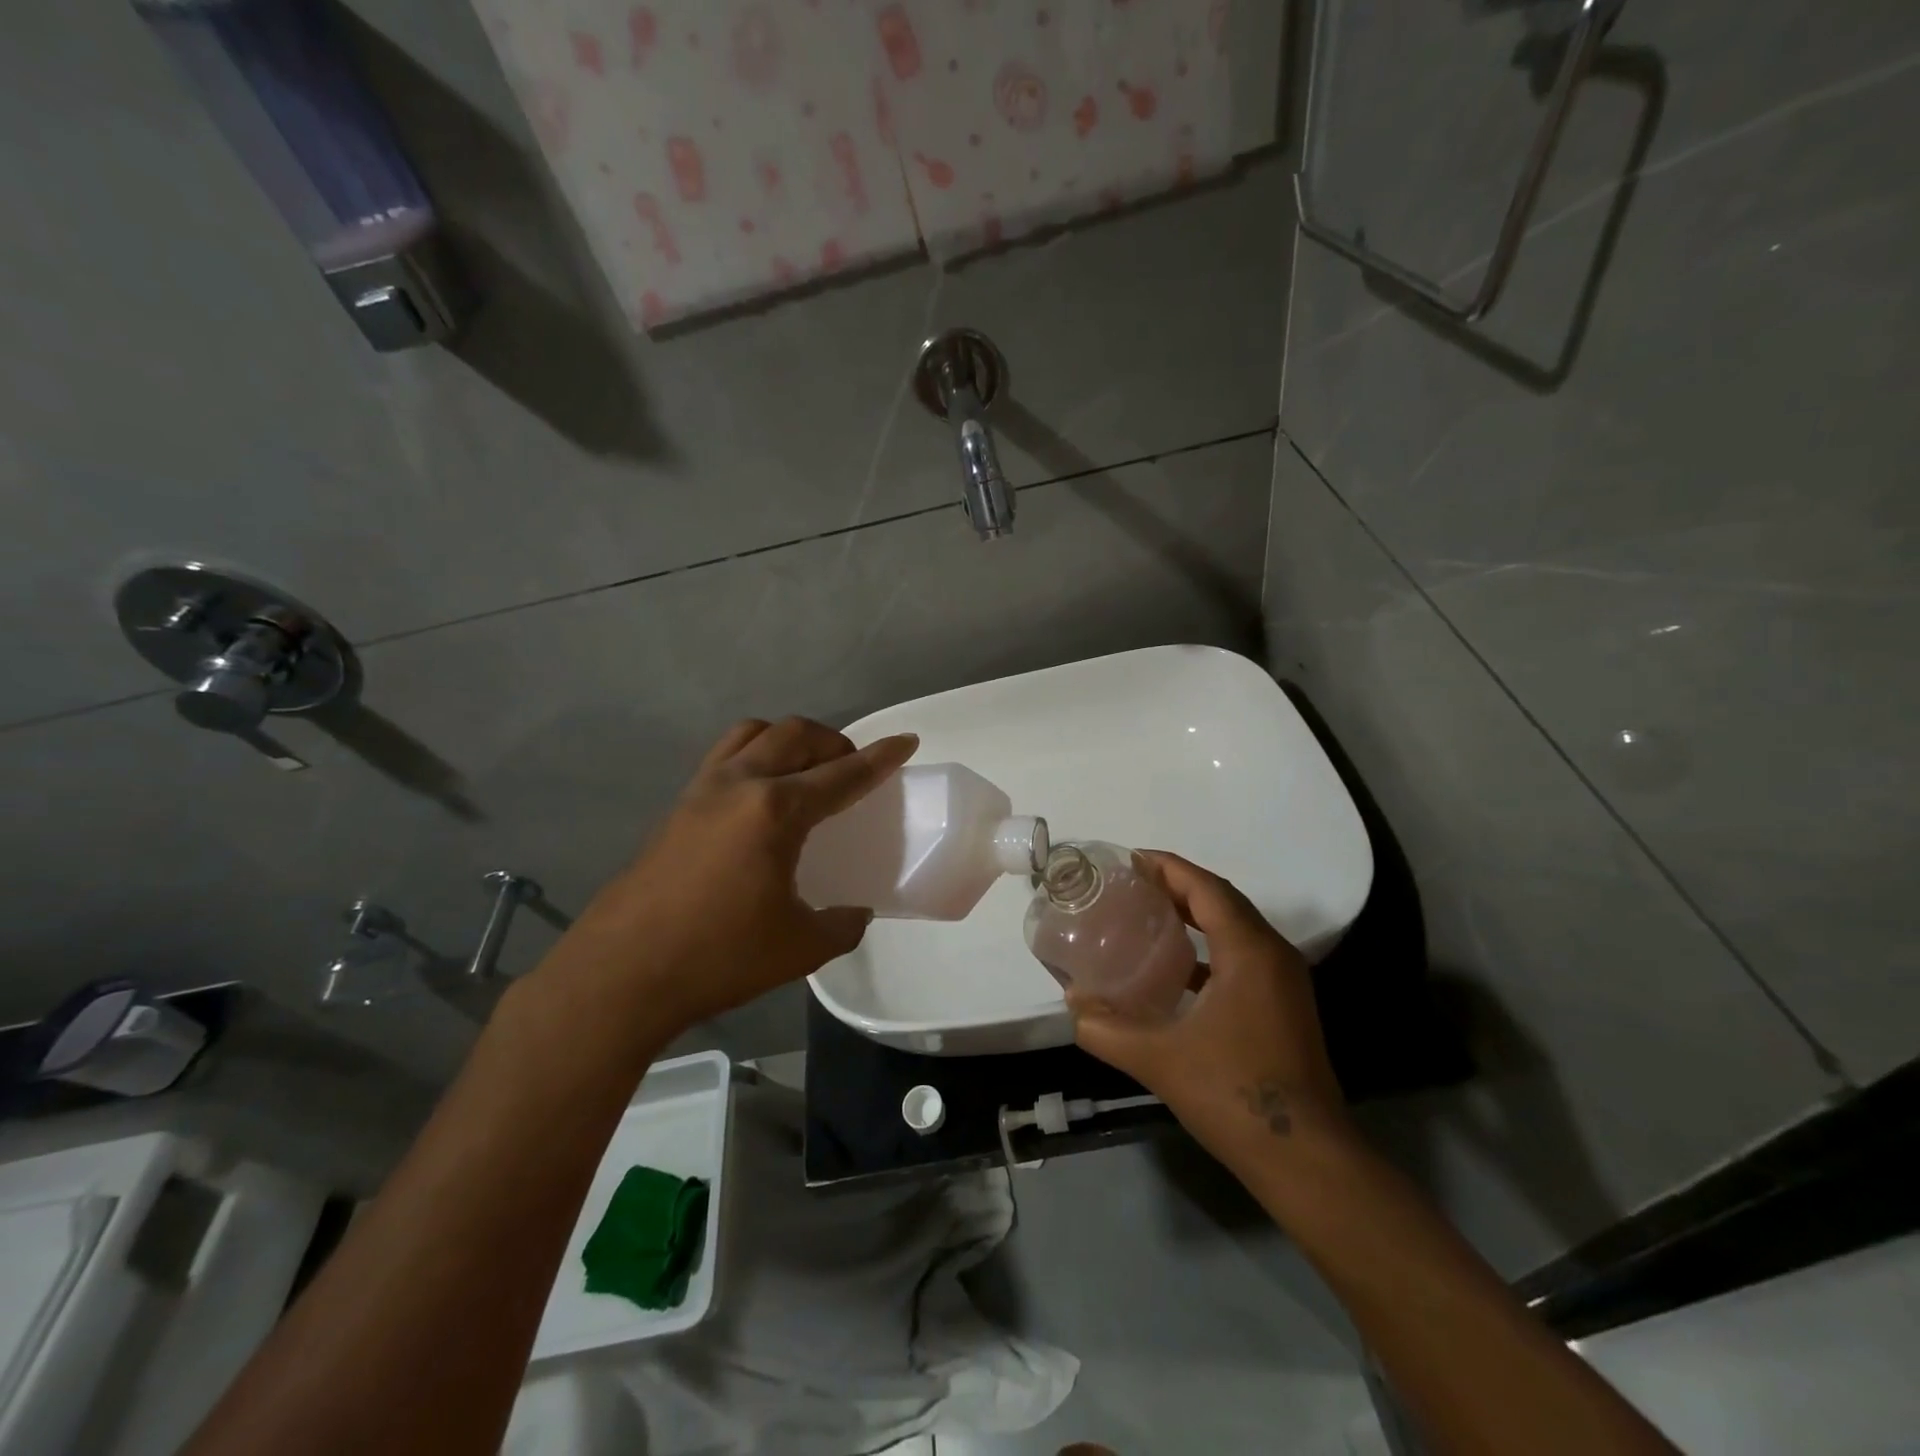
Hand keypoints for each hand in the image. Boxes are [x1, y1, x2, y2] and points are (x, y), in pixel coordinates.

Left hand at [548, 717, 916, 1032]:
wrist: (622, 973)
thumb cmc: (720, 957)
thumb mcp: (800, 947)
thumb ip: (842, 924)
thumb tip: (855, 912)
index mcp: (776, 811)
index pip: (842, 774)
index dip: (880, 758)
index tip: (904, 740)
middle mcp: (740, 784)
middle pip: (795, 735)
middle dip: (833, 741)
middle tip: (851, 767)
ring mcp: (702, 790)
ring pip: (753, 734)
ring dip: (788, 740)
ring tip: (804, 771)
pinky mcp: (677, 806)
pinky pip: (724, 757)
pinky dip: (754, 757)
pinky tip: (759, 799)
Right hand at [1068, 851, 1347, 1146]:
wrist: (1305, 1157)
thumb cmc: (1233, 1095)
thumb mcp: (1158, 1059)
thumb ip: (1106, 1028)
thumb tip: (1072, 1003)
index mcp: (1249, 952)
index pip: (1206, 888)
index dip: (1168, 867)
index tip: (1129, 860)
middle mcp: (1273, 955)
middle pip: (1223, 900)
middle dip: (1178, 886)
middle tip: (1132, 885)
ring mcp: (1285, 981)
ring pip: (1236, 927)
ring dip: (1196, 915)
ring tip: (1148, 916)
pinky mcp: (1285, 1005)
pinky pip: (1243, 955)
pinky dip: (1209, 947)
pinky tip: (1177, 969)